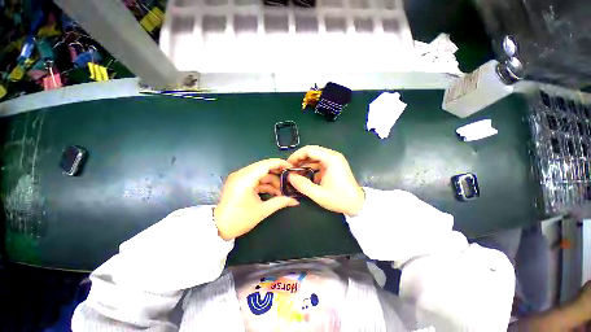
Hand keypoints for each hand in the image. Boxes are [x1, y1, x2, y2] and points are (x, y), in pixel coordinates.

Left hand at [214, 159, 298, 239]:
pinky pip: (256, 179)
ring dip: (272, 180)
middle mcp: (241, 174)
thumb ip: (280, 202)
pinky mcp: (240, 182)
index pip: (265, 164)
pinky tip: (274, 192)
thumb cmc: (238, 220)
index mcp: (245, 179)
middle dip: (278, 173)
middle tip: (289, 178)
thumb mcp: (262, 211)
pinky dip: (265, 184)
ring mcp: (240, 177)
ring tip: (282, 190)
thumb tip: (294, 201)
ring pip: (261, 173)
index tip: (291, 167)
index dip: (280, 164)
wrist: (218, 228)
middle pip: (264, 167)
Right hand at [287, 145, 364, 215]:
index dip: (296, 156)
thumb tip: (289, 177)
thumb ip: (302, 185)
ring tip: (294, 173)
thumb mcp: (319, 194)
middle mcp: (332, 156)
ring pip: (314, 158)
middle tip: (289, 169)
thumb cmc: (340, 199)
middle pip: (311, 152)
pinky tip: (304, 176)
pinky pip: (318, 163)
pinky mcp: (333, 166)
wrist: (358, 204)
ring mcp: (333, 161)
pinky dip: (310, 168)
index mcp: (331, 159)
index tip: (287, 164)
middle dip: (299, 160)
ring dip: (304, 164)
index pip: (309, 150)